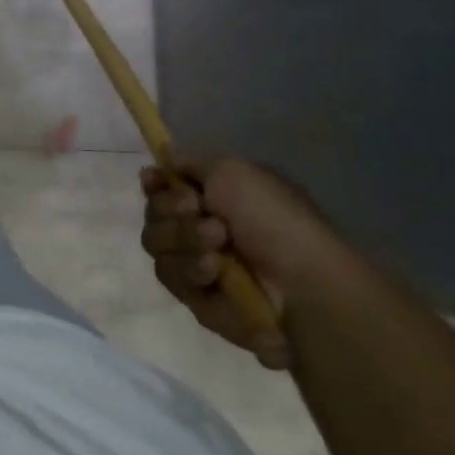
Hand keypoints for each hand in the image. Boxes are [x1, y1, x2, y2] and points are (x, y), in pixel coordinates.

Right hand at [141, 157, 353, 370]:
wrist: (302, 286)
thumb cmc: (273, 219)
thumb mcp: (233, 171)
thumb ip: (189, 163)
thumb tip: (163, 155)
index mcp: (213, 197)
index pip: (161, 186)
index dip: (154, 183)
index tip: (155, 180)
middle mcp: (200, 227)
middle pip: (152, 213)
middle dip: (171, 211)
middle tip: (203, 214)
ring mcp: (196, 263)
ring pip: (155, 244)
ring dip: (184, 240)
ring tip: (219, 247)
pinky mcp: (196, 298)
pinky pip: (171, 278)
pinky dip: (192, 271)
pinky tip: (216, 274)